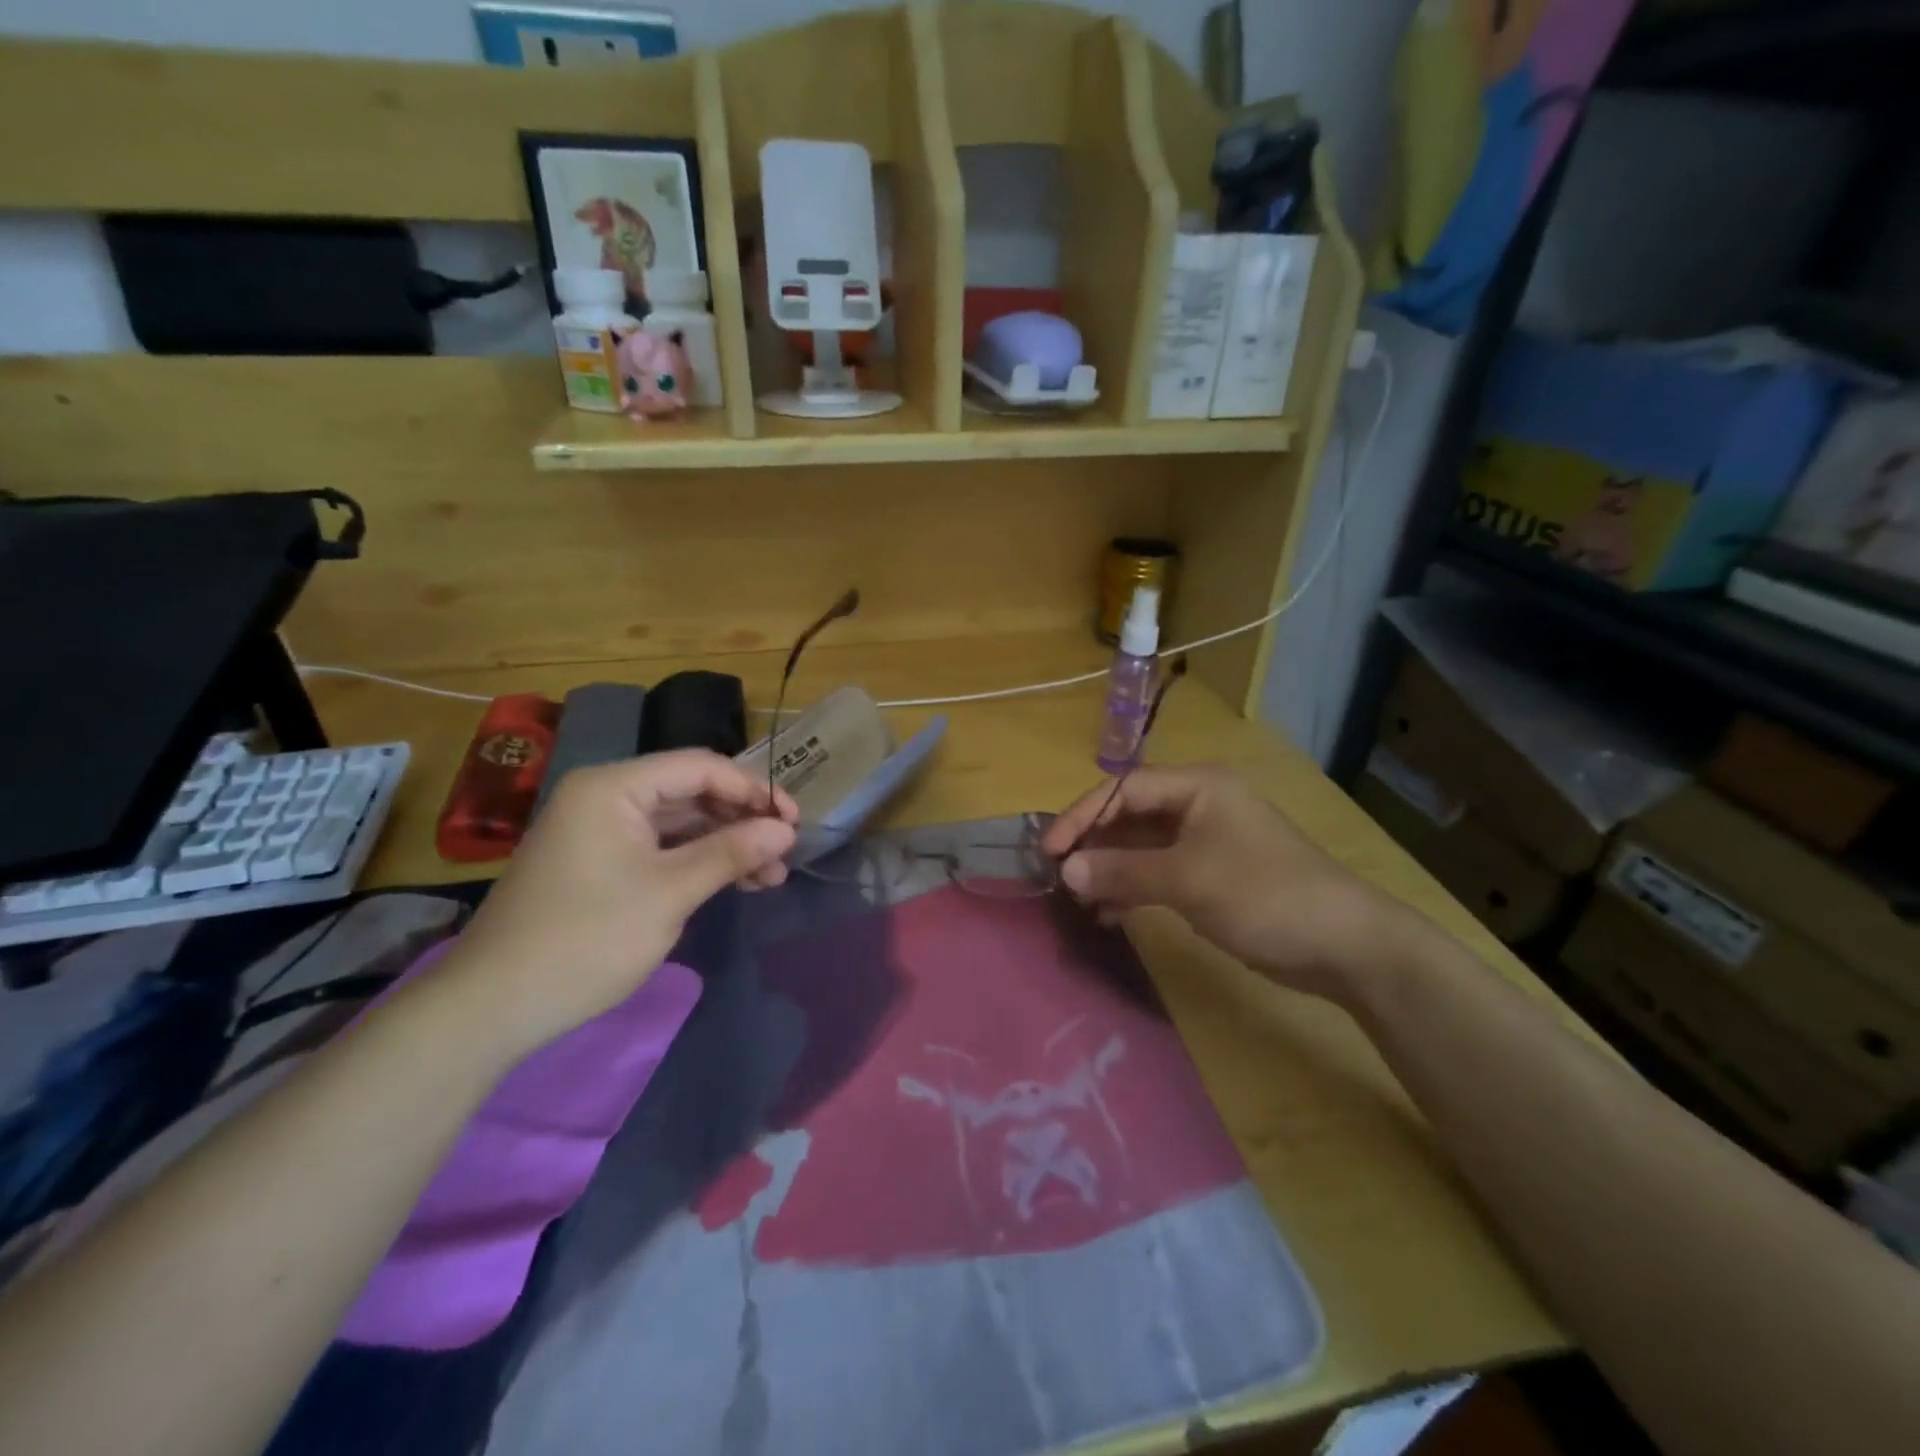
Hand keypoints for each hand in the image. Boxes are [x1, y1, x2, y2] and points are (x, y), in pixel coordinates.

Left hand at [427, 751, 797, 1053]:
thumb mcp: (670, 892)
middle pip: (691, 793)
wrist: (495, 1005)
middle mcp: (606, 797)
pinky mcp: (601, 863)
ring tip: (770, 876)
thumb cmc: (587, 938)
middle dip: (742, 821)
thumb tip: (785, 830)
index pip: (700, 767)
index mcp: (614, 787)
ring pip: (680, 824)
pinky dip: (698, 862)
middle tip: (785, 852)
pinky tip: (734, 882)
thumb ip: (731, 852)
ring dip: (726, 845)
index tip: (793, 820)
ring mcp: (601, 831)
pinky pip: (661, 848)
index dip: (752, 789)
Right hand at [1040, 764, 1409, 1002]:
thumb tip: (1065, 870)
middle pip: (1129, 815)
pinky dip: (1132, 889)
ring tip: (1080, 899)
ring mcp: (1205, 842)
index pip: (1123, 789)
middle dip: (1093, 844)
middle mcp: (1198, 805)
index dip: (1081, 816)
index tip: (1048, 850)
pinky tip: (1110, 914)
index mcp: (1197, 786)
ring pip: (1141, 847)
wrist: (1344, 944)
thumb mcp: (1186, 879)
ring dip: (1109, 870)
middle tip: (1058, 875)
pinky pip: (1158, 873)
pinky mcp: (1211, 876)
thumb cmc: (1263, 894)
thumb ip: (1122, 871)